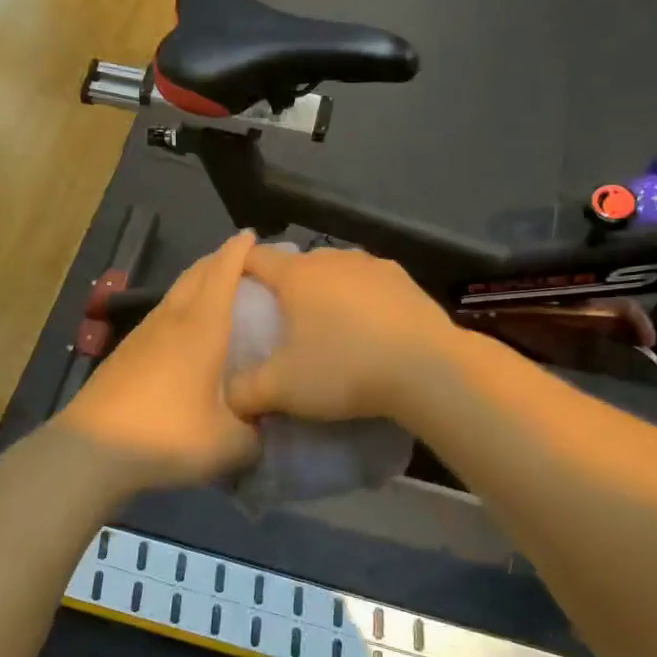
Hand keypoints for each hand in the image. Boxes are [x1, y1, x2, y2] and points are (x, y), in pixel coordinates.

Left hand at [56, 231, 261, 492]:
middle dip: (219, 260)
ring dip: (197, 284)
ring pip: (175, 294)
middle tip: (243, 263)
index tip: (254, 236)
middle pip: (196, 274)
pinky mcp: (125, 353)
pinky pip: (161, 316)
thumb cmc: (168, 435)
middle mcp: (172, 319)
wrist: (92, 450)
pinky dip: (180, 310)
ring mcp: (143, 334)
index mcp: (202, 327)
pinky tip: (186, 335)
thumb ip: (256, 435)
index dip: (240, 250)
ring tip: (218, 295)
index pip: (223, 272)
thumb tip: (263, 429)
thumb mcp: (229, 444)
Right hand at [224, 246, 455, 422]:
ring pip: (337, 273)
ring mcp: (374, 266)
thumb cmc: (344, 369)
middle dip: (285, 286)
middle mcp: (333, 259)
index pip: (255, 258)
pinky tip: (368, 329)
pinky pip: (370, 286)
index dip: (237, 269)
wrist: (427, 369)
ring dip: (327, 292)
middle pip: (298, 265)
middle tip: (280, 320)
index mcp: (297, 275)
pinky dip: (361, 301)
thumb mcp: (282, 389)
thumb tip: (230, 398)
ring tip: (327, 325)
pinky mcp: (406, 281)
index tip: (232, 288)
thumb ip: (245, 392)